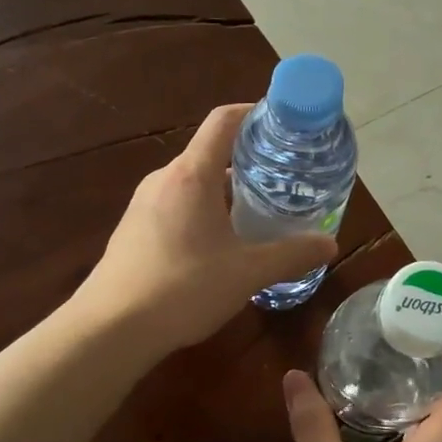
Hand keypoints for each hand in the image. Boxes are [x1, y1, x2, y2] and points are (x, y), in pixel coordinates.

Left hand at [75, 104, 336, 356]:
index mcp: (191, 175)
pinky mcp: (134, 229)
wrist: (111, 328)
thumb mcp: (248, 273)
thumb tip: (329, 245)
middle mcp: (164, 179)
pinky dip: (204, 212)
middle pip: (211, 154)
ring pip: (194, 184)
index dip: (255, 113)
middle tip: (284, 180)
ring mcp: (143, 204)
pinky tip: (220, 245)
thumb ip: (291, 255)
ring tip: (259, 213)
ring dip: (226, 192)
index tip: (283, 124)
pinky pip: (177, 206)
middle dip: (249, 162)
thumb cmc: (183, 288)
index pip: (223, 121)